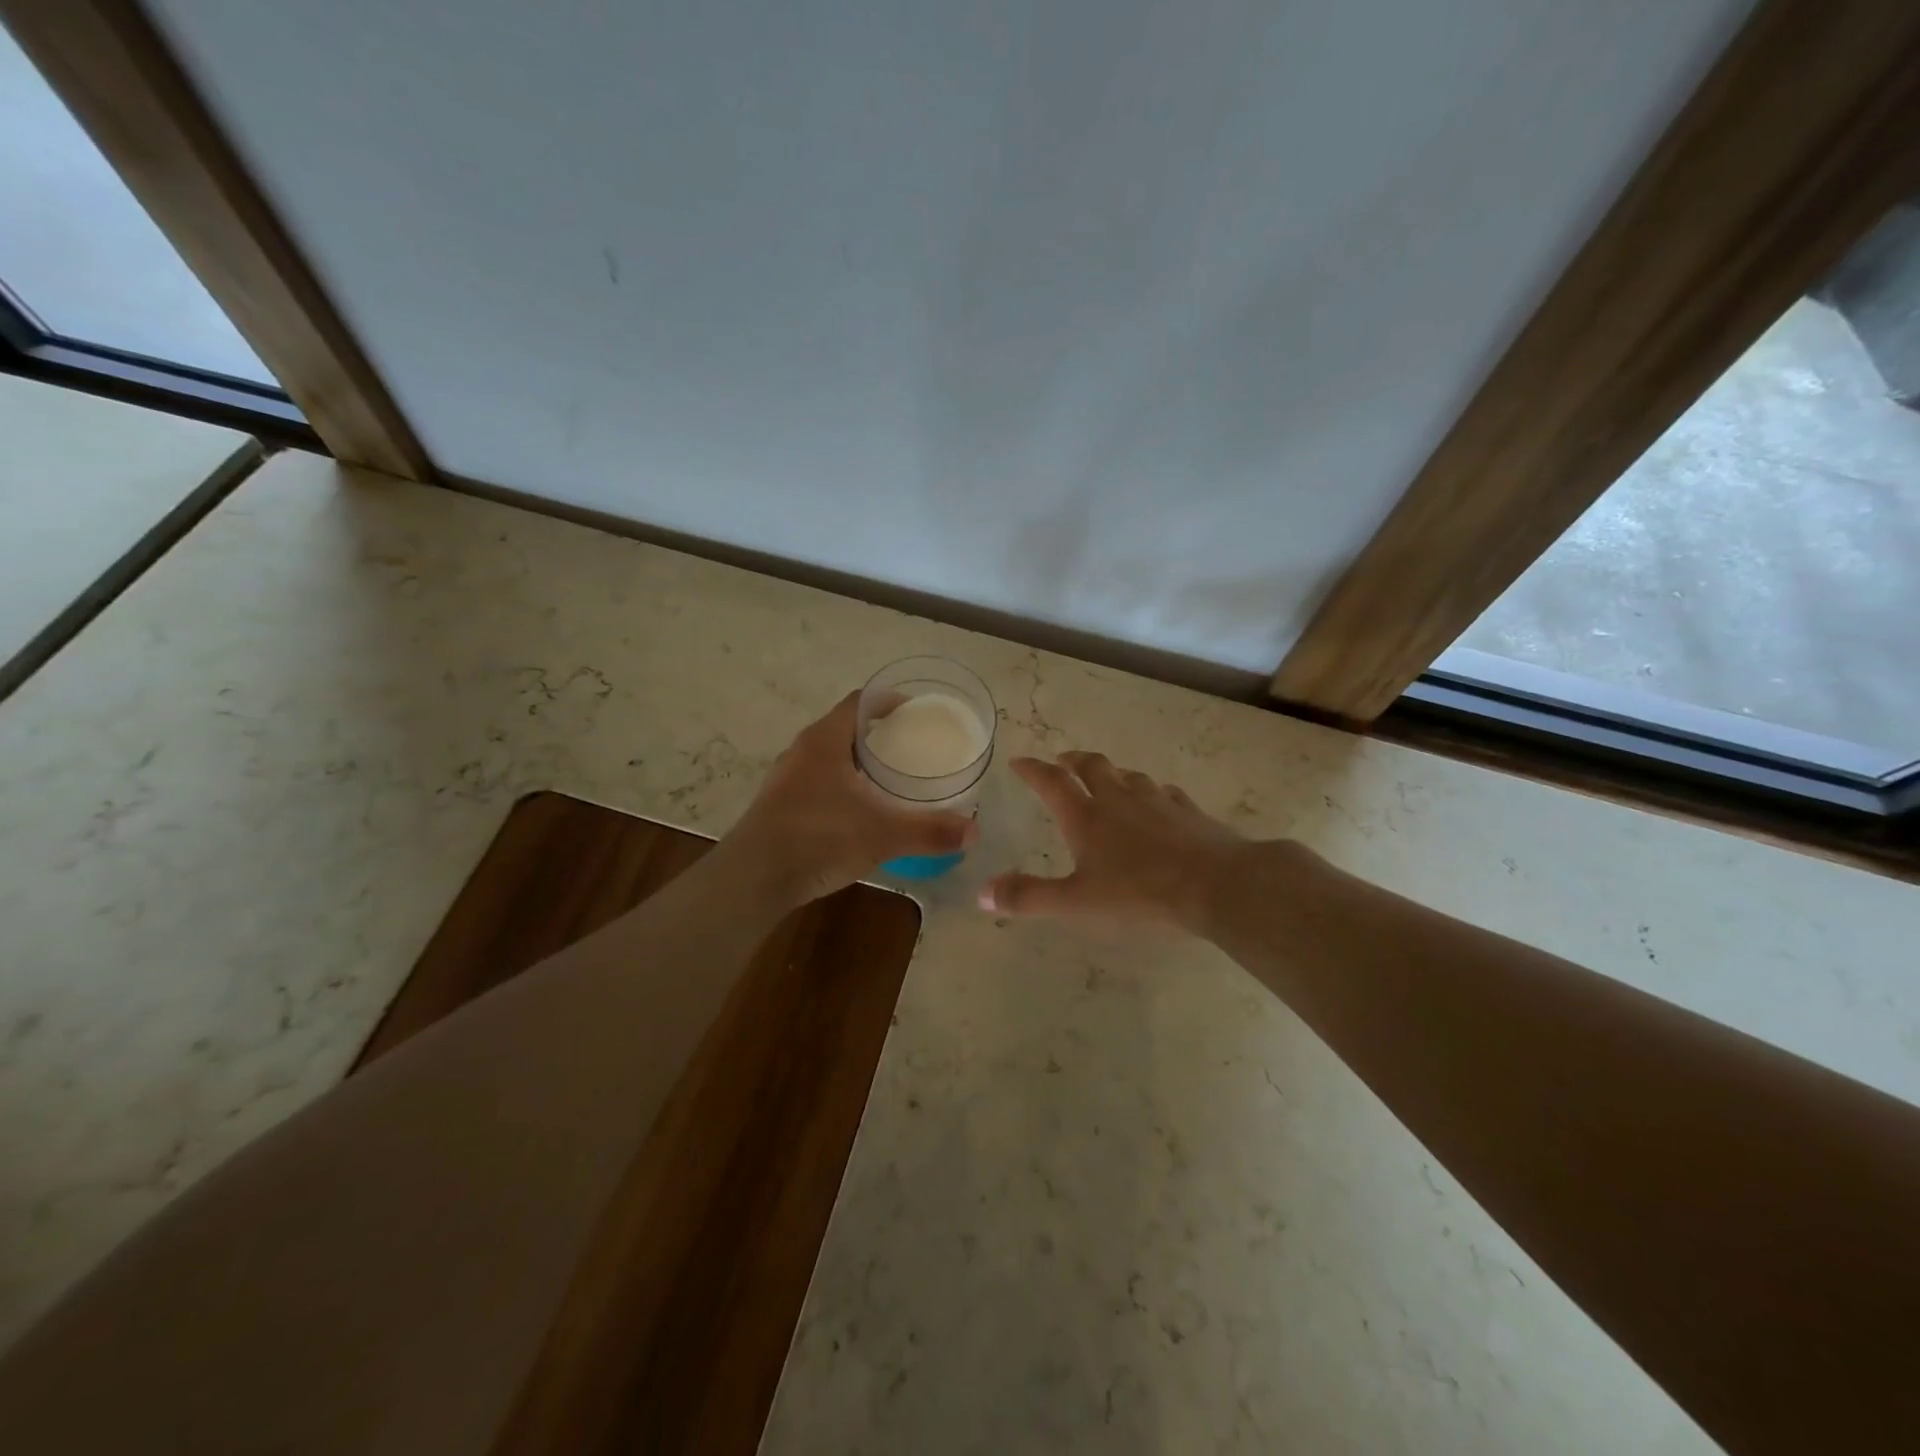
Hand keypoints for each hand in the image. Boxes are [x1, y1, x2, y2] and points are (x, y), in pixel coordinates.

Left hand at [725, 691, 977, 906]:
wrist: (752, 880)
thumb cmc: (817, 839)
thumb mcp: (881, 834)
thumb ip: (928, 831)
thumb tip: (973, 832)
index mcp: (824, 739)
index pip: (860, 702)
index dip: (890, 701)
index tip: (918, 713)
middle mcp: (802, 750)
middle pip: (845, 727)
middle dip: (880, 734)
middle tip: (913, 747)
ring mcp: (787, 778)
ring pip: (830, 757)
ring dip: (859, 762)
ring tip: (892, 778)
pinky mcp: (780, 805)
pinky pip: (819, 782)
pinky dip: (844, 786)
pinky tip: (861, 811)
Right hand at [981, 752, 1247, 929]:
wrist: (1217, 885)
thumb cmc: (1140, 894)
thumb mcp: (1077, 903)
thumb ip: (1029, 897)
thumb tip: (981, 894)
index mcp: (1087, 816)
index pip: (1051, 782)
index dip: (1032, 770)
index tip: (1019, 761)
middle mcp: (1119, 799)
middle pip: (1092, 766)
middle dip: (1072, 760)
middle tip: (1062, 760)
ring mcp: (1158, 801)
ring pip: (1129, 775)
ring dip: (1112, 773)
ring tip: (1107, 779)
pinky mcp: (1189, 811)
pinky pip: (1164, 792)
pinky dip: (1152, 792)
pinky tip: (1159, 802)